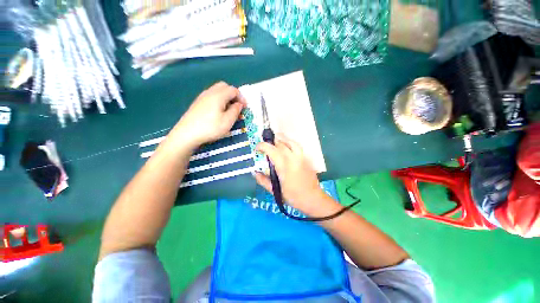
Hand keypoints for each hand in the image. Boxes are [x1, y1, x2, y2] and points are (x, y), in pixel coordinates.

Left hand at [170, 82, 245, 148]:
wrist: (187, 134)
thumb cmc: (210, 128)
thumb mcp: (227, 121)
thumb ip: (235, 111)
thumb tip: (239, 104)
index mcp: (219, 95)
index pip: (233, 90)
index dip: (241, 98)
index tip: (245, 108)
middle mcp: (210, 92)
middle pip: (224, 86)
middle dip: (233, 95)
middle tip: (237, 106)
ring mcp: (202, 97)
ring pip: (217, 91)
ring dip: (226, 97)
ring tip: (229, 110)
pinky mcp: (198, 103)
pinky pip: (211, 96)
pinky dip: (219, 100)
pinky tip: (219, 111)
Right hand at [254, 136, 340, 216]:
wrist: (313, 199)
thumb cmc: (293, 197)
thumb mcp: (275, 191)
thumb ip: (263, 181)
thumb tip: (255, 172)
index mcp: (284, 167)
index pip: (272, 150)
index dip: (262, 146)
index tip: (257, 148)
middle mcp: (293, 159)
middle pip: (281, 144)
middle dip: (270, 143)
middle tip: (265, 148)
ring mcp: (301, 157)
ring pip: (291, 142)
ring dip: (281, 140)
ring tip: (275, 142)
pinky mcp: (306, 158)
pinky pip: (297, 146)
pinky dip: (289, 143)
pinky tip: (286, 148)